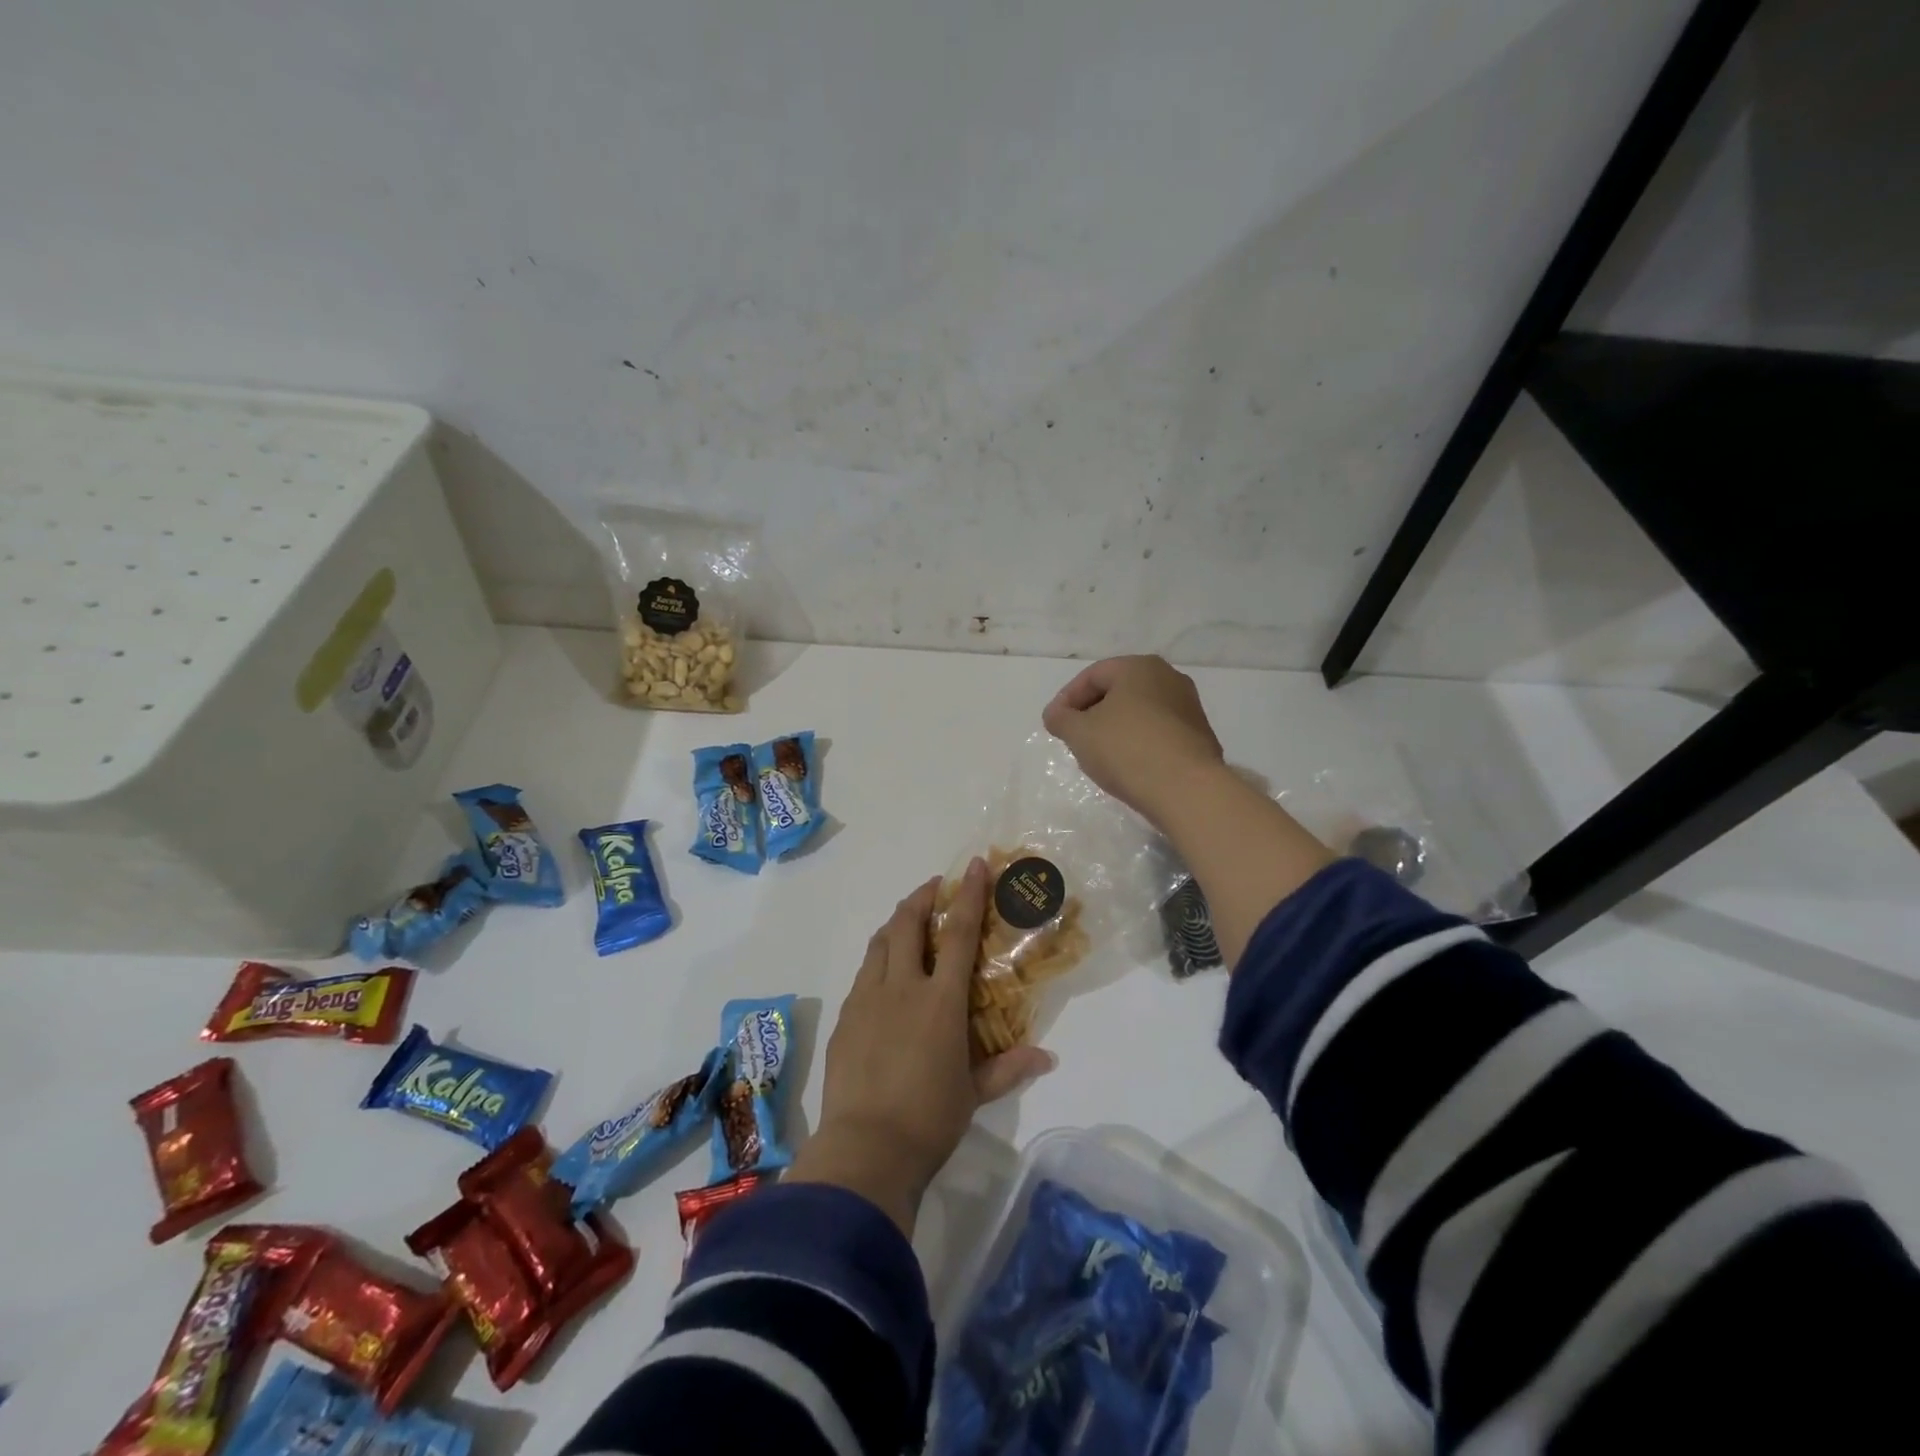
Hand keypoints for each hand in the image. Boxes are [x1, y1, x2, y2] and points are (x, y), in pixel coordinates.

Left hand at [787, 860, 1054, 1234]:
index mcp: (940, 1001)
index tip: (973, 865)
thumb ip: (1009, 1068)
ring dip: (896, 923)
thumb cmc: (929, 1119)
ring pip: (880, 942)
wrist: (865, 1150)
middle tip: (934, 889)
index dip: (967, 894)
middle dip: (921, 897)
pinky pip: (863, 973)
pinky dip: (878, 958)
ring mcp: (867, 999)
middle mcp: (902, 987)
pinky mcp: (845, 1017)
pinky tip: (884, 974)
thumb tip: (1048, 1057)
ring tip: (908, 922)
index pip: (958, 933)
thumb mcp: (974, 1094)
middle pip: (907, 923)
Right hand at [1042, 655, 1225, 826]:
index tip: (1054, 725)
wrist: (1187, 790)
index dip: (1067, 699)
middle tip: (1075, 738)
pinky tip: (1129, 766)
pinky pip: (1158, 732)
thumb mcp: (1079, 733)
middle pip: (1118, 691)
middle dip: (1092, 712)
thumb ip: (1060, 718)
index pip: (1092, 676)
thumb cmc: (1126, 750)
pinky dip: (1138, 742)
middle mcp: (1169, 677)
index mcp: (1139, 667)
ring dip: (1115, 728)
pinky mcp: (1199, 736)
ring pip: (1139, 712)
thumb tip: (1056, 714)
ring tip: (1100, 755)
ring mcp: (1189, 707)